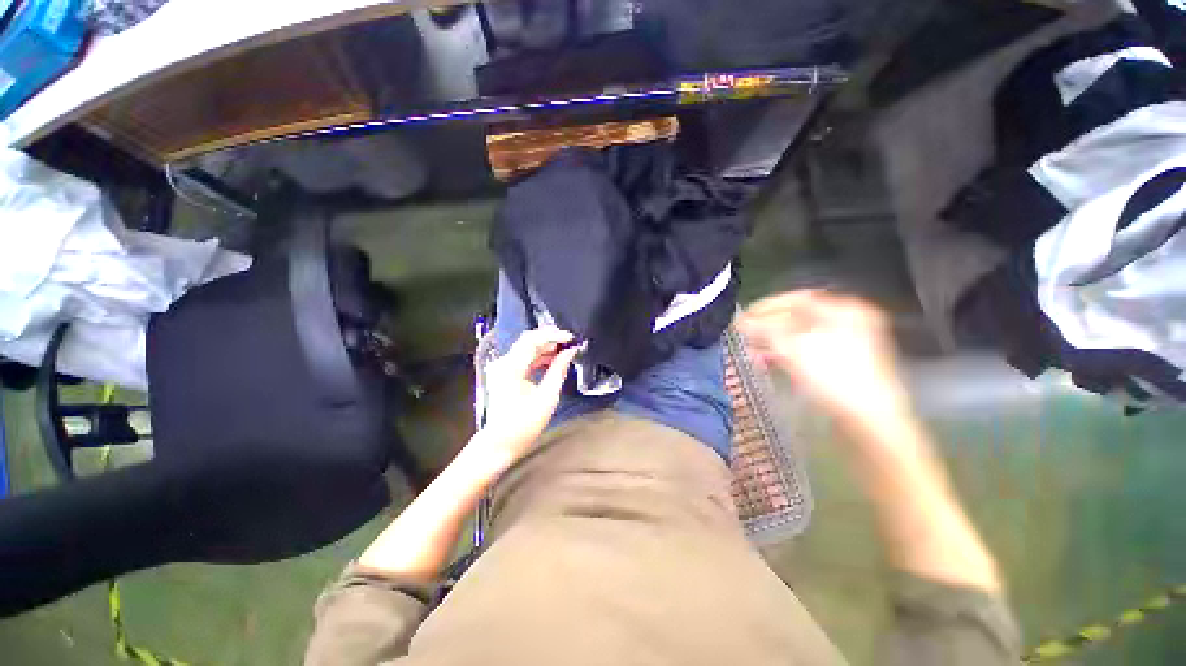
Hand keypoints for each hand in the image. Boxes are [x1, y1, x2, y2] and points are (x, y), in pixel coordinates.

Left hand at [480, 327, 579, 457]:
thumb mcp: (547, 396)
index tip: (571, 338)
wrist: (501, 442)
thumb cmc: (524, 424)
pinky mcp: (506, 373)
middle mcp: (504, 363)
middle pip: (528, 340)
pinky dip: (539, 357)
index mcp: (511, 367)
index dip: (553, 335)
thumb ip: (558, 370)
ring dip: (546, 348)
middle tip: (570, 342)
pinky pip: (524, 358)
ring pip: (527, 348)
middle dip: (550, 339)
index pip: (532, 340)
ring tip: (565, 351)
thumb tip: (570, 352)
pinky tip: (553, 361)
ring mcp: (503, 368)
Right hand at [737, 290, 908, 429]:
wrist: (869, 421)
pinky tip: (769, 363)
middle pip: (798, 318)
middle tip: (745, 335)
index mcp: (844, 310)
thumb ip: (764, 329)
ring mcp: (846, 345)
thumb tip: (740, 321)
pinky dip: (786, 355)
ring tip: (752, 352)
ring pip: (799, 337)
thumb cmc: (834, 376)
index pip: (797, 299)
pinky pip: (806, 352)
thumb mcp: (794, 347)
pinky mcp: (839, 366)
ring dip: (773, 342)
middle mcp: (847, 323)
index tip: (744, 315)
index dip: (767, 306)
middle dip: (768, 327)